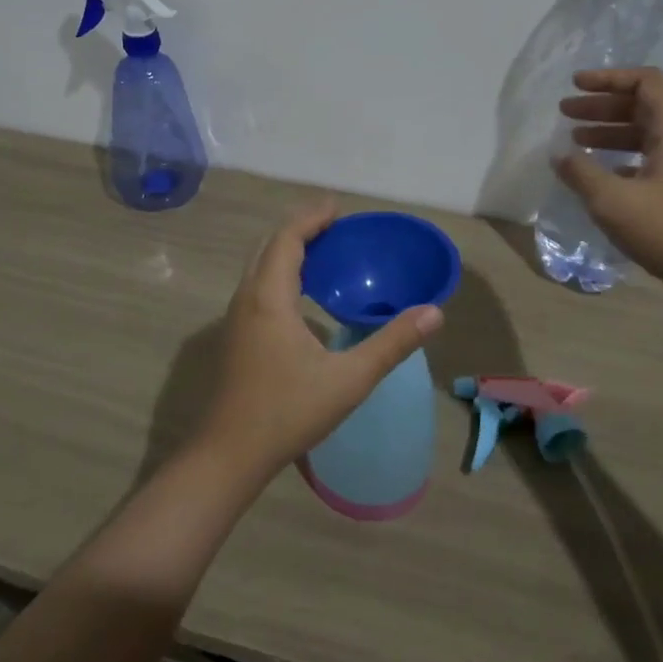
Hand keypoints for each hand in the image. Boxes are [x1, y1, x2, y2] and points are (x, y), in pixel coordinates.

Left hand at [194, 199, 443, 484]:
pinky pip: (256, 285)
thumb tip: (434, 312)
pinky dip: (279, 271)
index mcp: (269, 298)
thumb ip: (392, 344)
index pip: (287, 239)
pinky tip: (301, 293)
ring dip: (287, 249)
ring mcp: (235, 318)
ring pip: (259, 266)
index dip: (311, 217)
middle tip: (334, 224)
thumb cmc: (288, 412)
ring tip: (322, 250)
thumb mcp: (349, 380)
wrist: (228, 454)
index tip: (337, 206)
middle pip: (270, 246)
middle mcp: (246, 298)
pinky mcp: (234, 336)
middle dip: (300, 228)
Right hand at [555, 68, 662, 294]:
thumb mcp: (613, 201)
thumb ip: (581, 173)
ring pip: (645, 133)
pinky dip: (620, 157)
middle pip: (643, 105)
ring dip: (609, 131)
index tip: (575, 85)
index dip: (609, 78)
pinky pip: (648, 158)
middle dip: (602, 105)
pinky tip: (599, 173)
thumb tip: (560, 154)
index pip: (647, 82)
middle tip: (565, 112)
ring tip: (574, 141)